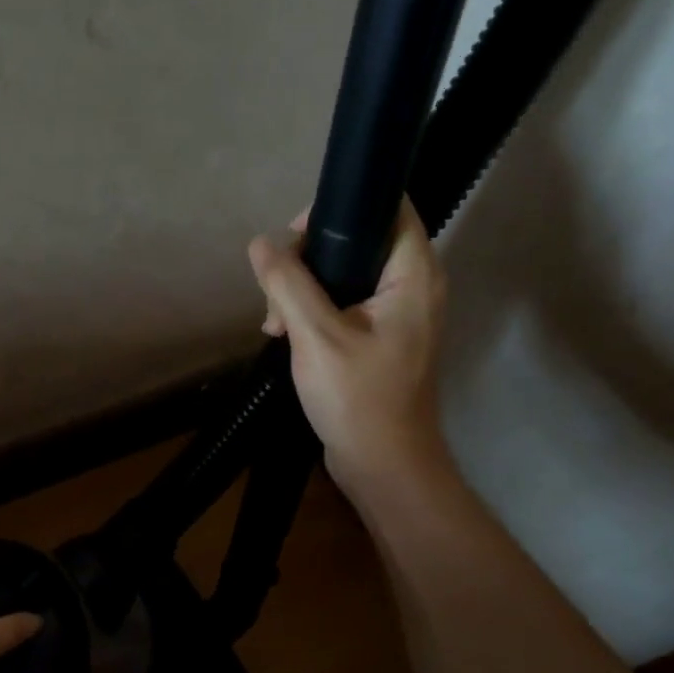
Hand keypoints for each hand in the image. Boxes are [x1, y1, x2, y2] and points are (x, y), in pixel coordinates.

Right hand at [247, 198, 448, 493]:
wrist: (382, 463)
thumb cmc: (358, 398)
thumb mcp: (316, 336)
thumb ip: (288, 284)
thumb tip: (260, 243)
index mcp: (413, 275)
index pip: (389, 208)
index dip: (341, 208)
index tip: (295, 236)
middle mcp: (412, 286)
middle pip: (357, 241)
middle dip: (307, 259)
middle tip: (276, 292)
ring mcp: (396, 315)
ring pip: (343, 276)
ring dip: (303, 290)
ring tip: (274, 324)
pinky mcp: (379, 338)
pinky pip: (343, 305)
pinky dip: (313, 313)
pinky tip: (284, 335)